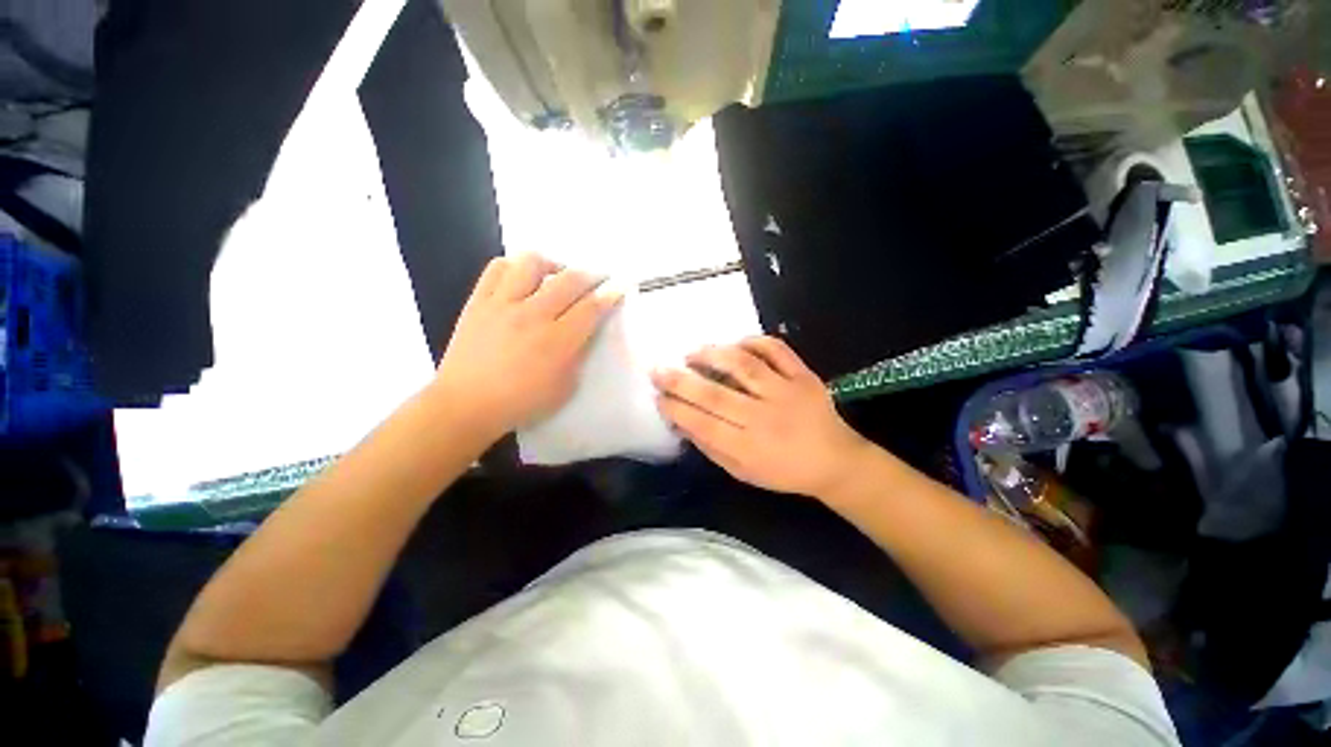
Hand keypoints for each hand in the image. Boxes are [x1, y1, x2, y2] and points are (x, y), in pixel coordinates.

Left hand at [433, 254, 621, 437]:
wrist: (466, 404)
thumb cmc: (522, 403)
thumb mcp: (565, 388)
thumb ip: (578, 356)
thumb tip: (583, 332)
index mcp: (558, 342)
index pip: (592, 308)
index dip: (610, 294)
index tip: (620, 286)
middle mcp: (533, 315)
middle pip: (570, 280)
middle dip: (591, 274)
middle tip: (598, 277)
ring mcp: (503, 304)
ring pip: (532, 263)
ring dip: (553, 264)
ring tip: (557, 274)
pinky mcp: (478, 301)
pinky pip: (497, 268)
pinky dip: (515, 266)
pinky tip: (523, 278)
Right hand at [650, 336, 870, 498]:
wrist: (835, 462)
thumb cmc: (783, 471)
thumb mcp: (742, 471)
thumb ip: (711, 447)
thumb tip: (681, 421)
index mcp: (749, 448)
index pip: (702, 424)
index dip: (675, 408)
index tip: (658, 396)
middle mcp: (764, 418)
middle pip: (715, 395)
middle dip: (680, 381)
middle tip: (658, 369)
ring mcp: (786, 392)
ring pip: (744, 366)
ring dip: (712, 356)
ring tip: (691, 353)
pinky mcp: (803, 376)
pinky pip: (776, 350)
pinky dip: (753, 341)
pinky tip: (734, 344)